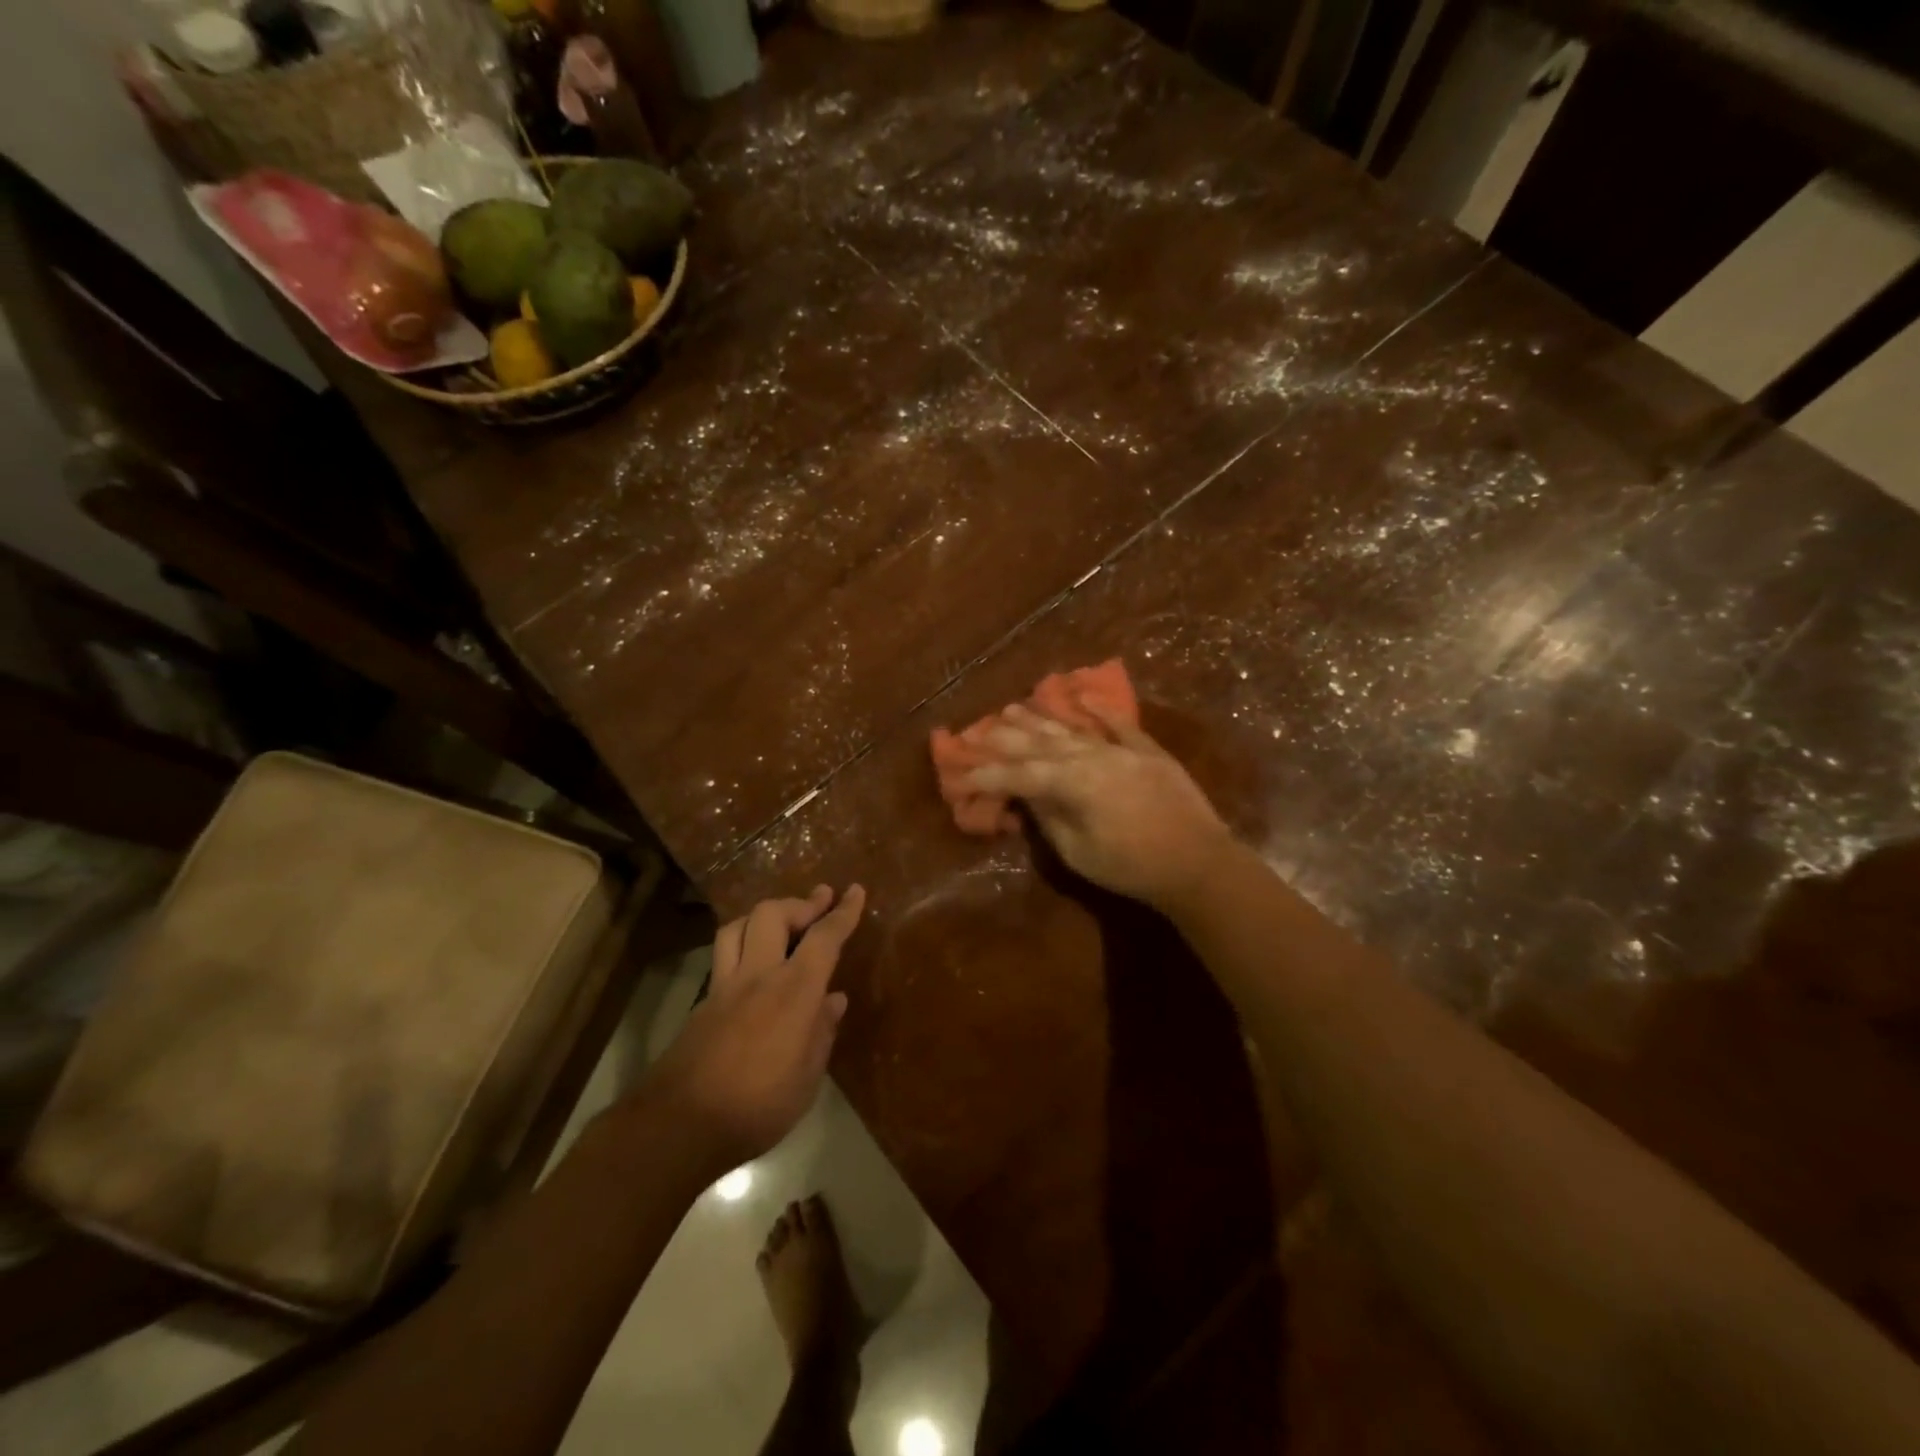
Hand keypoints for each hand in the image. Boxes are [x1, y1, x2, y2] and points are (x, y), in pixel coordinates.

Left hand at [642, 884, 866, 1171]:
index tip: (854, 891)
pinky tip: (753, 965)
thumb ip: (821, 1032)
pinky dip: (743, 945)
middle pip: (772, 914)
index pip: (823, 937)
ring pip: (738, 926)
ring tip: (782, 922)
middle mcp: (758, 975)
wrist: (679, 1125)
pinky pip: (724, 956)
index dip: (843, 912)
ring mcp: (724, 986)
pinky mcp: (703, 1003)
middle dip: (800, 903)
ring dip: (764, 915)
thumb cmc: (758, 1107)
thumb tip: (833, 1000)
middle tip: (820, 901)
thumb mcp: (806, 1078)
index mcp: (794, 991)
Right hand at [963, 704, 1231, 909]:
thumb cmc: (1132, 867)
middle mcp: (1093, 756)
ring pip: (1073, 729)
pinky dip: (1100, 710)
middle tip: (977, 729)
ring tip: (1012, 708)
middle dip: (1006, 737)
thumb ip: (1050, 819)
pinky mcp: (1148, 751)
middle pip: (1041, 743)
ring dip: (1040, 718)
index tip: (961, 773)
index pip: (1020, 774)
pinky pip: (1120, 725)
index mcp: (1073, 782)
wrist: (1199, 863)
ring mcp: (1122, 750)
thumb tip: (1028, 797)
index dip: (988, 774)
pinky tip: (1082, 697)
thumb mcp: (1079, 852)